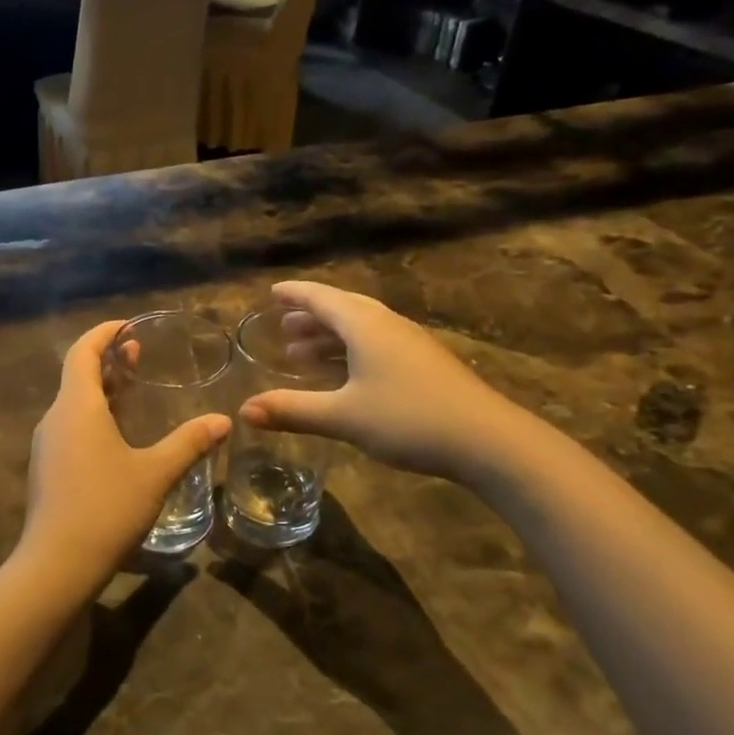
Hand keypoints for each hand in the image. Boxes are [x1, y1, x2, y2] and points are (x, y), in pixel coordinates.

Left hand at [13, 320, 230, 604]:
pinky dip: (93, 417)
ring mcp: (46, 446)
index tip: (128, 325)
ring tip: (132, 391)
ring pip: (73, 404)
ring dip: (101, 391)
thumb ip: (189, 443)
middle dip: (108, 361)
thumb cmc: (107, 508)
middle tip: (139, 354)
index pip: (83, 352)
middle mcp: (55, 418)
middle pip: (78, 375)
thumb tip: (223, 420)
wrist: (56, 565)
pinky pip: (70, 428)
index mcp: (77, 407)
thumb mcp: (156, 473)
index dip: (104, 333)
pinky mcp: (46, 470)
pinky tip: (117, 438)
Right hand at [239, 281, 534, 482]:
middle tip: (284, 326)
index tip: (273, 292)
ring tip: (303, 353)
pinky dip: (352, 351)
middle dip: (311, 316)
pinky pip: (378, 345)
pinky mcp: (427, 365)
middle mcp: (389, 326)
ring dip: (331, 336)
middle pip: (344, 310)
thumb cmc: (409, 419)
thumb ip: (293, 410)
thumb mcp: (344, 417)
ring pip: (363, 329)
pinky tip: (346, 377)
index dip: (296, 294)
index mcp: (366, 326)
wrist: (489, 442)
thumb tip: (244, 410)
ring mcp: (412, 345)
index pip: (322, 298)